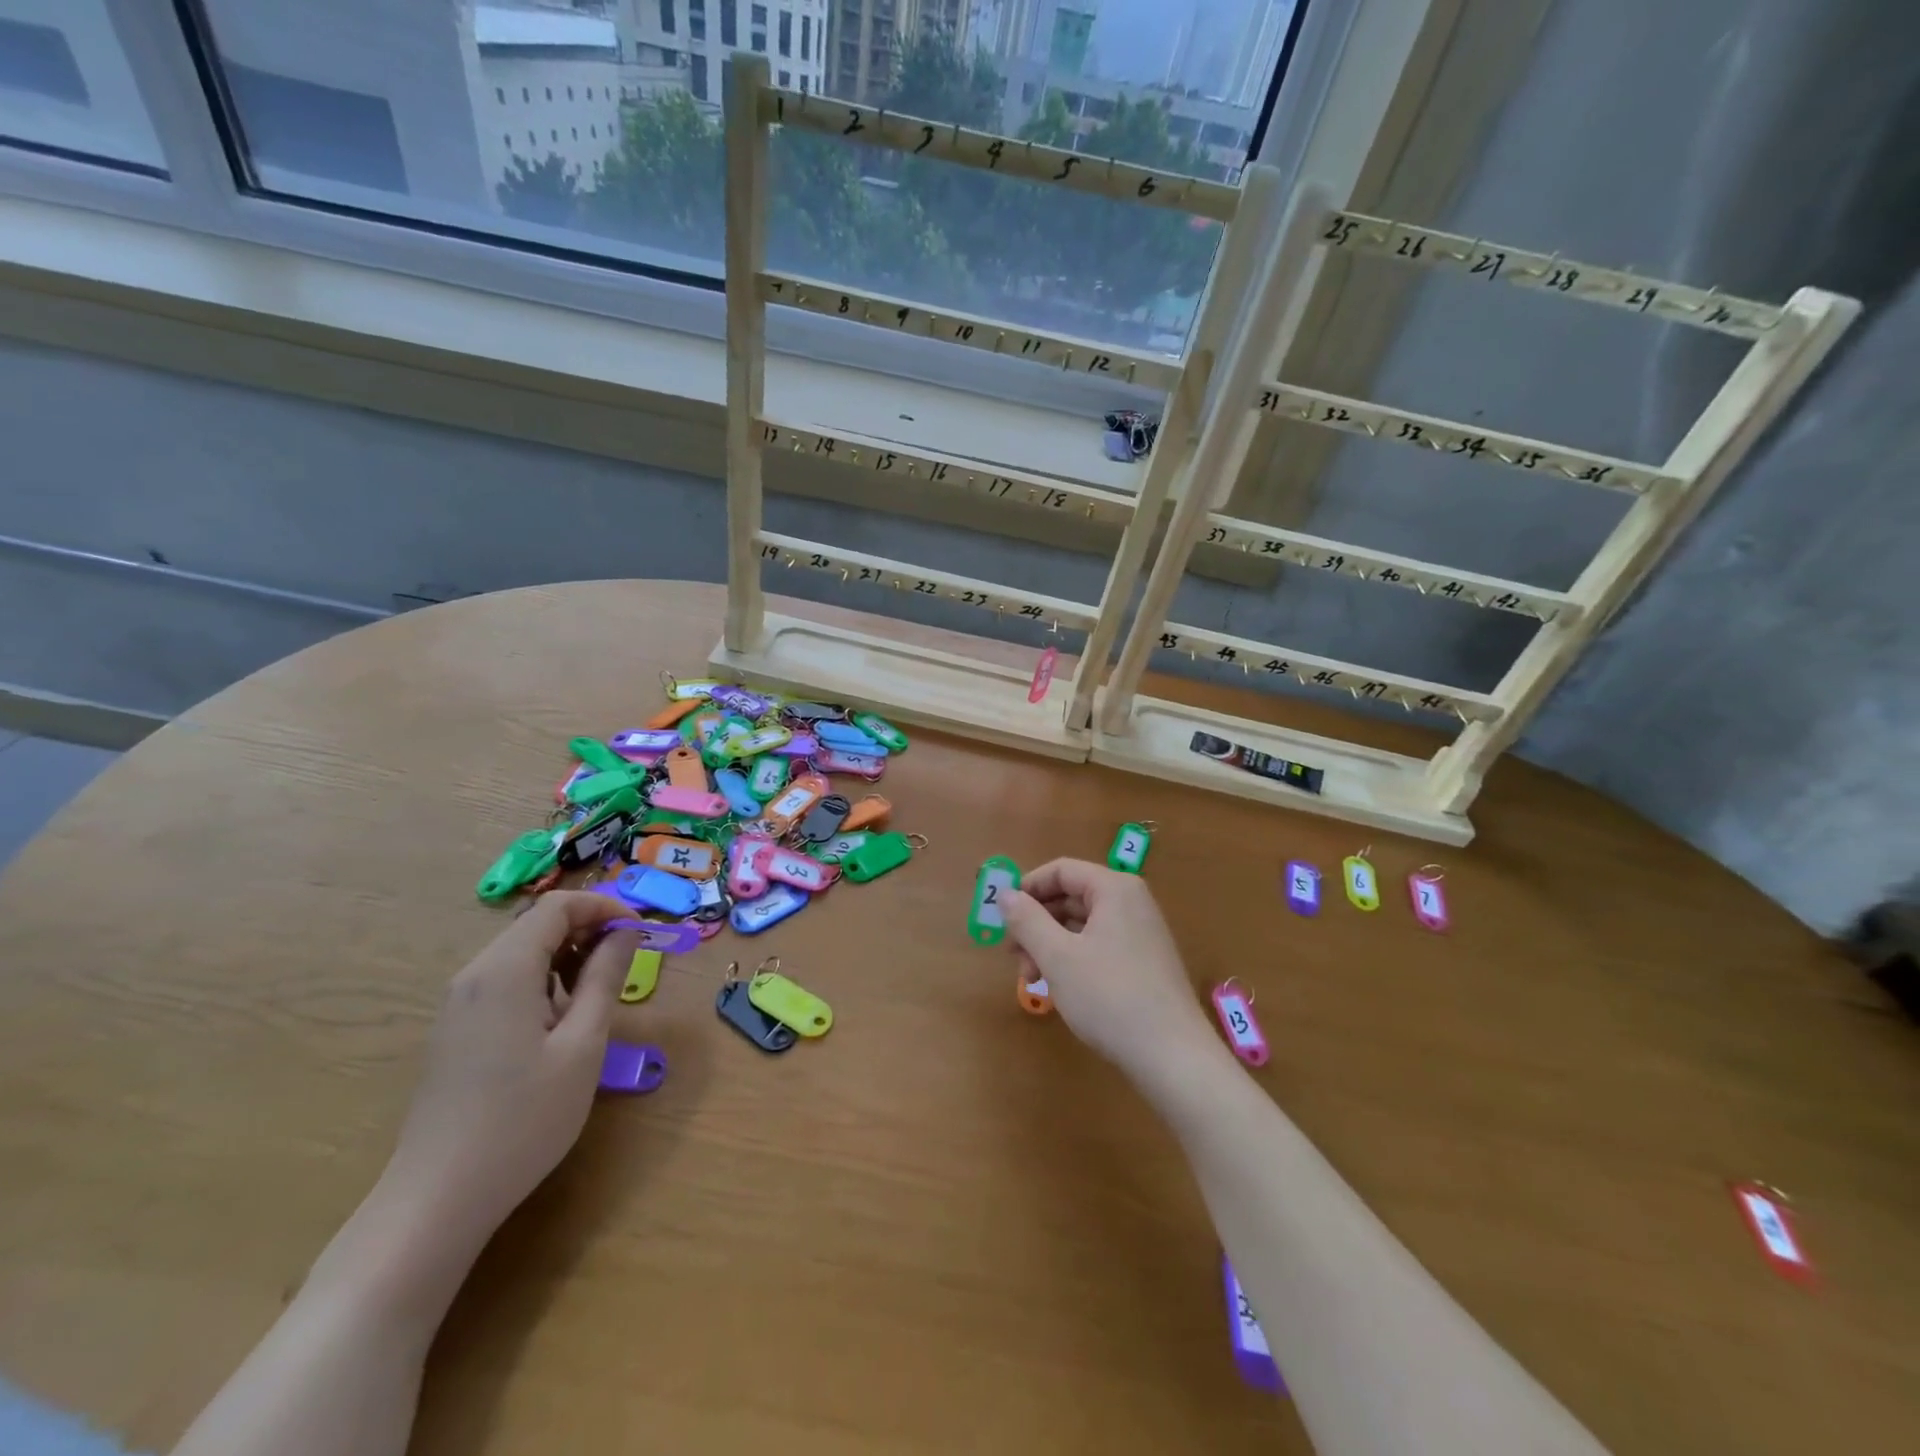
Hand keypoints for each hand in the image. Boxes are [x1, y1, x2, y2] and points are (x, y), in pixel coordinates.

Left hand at [384, 892, 640, 1245]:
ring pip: (522, 953)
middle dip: (589, 930)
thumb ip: (605, 979)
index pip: (558, 907)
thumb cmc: (523, 1119)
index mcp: (504, 970)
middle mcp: (474, 975)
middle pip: (537, 925)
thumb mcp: (582, 1045)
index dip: (605, 907)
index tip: (641, 933)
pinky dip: (543, 980)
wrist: (437, 1199)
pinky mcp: (455, 1029)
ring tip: (599, 994)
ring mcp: (458, 1003)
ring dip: (567, 956)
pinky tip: (560, 1022)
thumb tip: (626, 934)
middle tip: (627, 962)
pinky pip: (505, 981)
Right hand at [1001, 859, 1219, 1077]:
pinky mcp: (1144, 961)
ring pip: (1082, 924)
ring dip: (1050, 944)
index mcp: (1114, 889)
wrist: (1172, 1056)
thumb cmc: (1109, 996)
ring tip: (1032, 977)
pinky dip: (1073, 957)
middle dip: (1036, 922)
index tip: (1002, 917)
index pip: (1061, 870)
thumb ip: (1027, 920)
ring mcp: (1141, 932)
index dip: (1027, 888)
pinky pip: (1098, 944)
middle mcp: (1131, 902)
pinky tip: (1059, 987)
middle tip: (1012, 955)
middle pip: (1071, 896)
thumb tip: (1004, 894)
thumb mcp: (1058, 956)